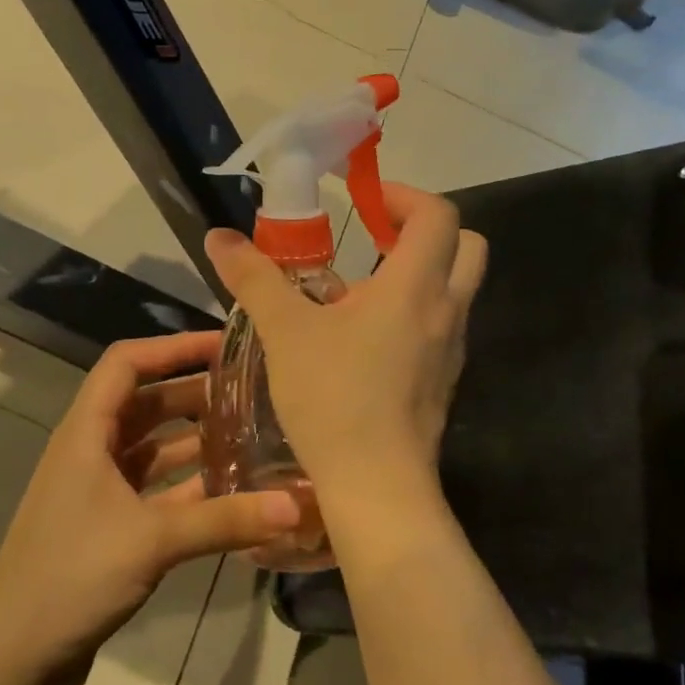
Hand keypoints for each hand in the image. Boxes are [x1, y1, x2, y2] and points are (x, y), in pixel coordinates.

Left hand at [0, 331, 301, 684]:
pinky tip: (230, 491)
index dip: (173, 347)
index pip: (127, 363)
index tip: (223, 345)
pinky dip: (189, 485)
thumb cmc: (71, 575)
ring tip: (249, 435)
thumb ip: (225, 520)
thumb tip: (296, 505)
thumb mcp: (152, 540)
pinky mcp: (109, 526)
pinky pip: (156, 489)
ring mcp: (98, 490)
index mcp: (86, 432)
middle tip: (251, 394)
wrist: (9, 659)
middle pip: (147, 403)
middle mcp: (91, 451)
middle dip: (195, 394)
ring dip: (195, 440)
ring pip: (154, 448)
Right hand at [203, 185, 487, 549]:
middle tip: (376, 236)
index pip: (438, 215)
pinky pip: (441, 327)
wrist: (377, 487)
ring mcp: (452, 348)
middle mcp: (447, 309)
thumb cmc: (334, 398)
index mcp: (416, 285)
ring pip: (456, 288)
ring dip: (418, 273)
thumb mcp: (286, 331)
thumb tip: (218, 236)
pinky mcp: (445, 380)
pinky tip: (365, 339)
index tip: (364, 202)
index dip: (404, 197)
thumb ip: (254, 277)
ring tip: (358, 290)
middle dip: (424, 230)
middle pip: (466, 245)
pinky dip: (414, 313)